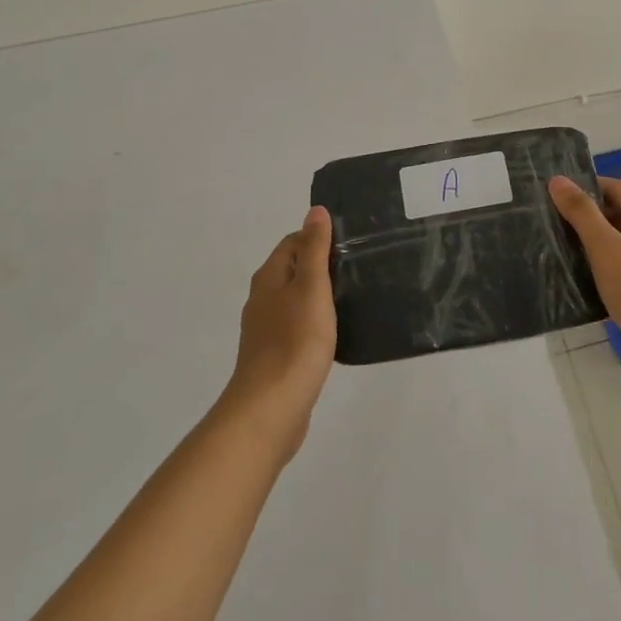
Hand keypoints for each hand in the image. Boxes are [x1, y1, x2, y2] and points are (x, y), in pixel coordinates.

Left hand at [221, 207, 337, 462]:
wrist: (271, 409)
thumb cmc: (295, 340)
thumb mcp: (311, 286)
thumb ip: (314, 249)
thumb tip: (315, 211)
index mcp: (269, 277)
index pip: (293, 242)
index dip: (319, 238)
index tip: (351, 245)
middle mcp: (263, 299)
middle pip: (294, 269)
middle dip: (322, 266)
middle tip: (358, 269)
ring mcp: (266, 330)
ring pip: (296, 299)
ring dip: (320, 296)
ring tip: (353, 298)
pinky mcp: (275, 356)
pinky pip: (298, 327)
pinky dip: (316, 323)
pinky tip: (336, 333)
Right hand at [550, 175, 620, 400]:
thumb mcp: (605, 246)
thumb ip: (581, 212)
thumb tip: (557, 179)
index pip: (614, 187)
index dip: (585, 187)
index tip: (553, 194)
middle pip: (616, 215)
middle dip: (585, 217)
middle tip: (549, 222)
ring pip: (617, 245)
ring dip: (591, 247)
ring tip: (556, 250)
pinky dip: (601, 271)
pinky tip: (577, 282)